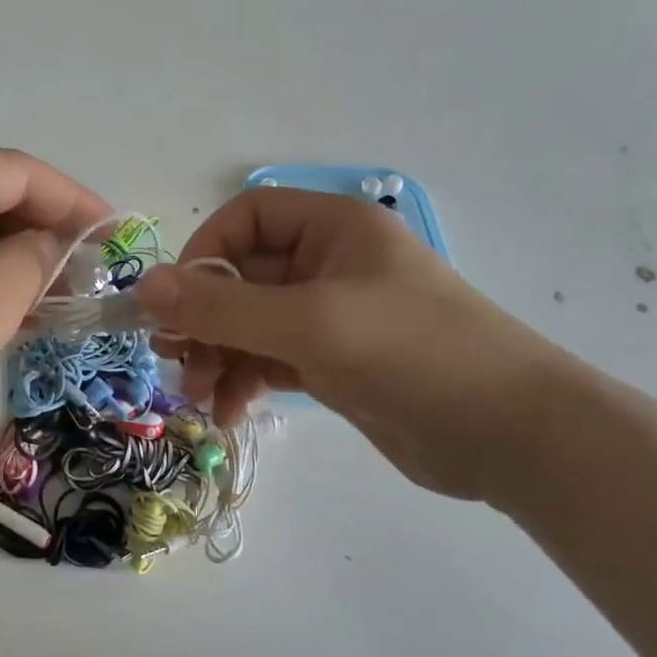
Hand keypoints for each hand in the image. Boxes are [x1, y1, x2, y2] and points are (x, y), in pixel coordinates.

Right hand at [139, 188, 566, 501]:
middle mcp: (327, 264)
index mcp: (332, 228)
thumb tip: (144, 286)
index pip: (246, 218)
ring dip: (217, 357)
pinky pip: (269, 359)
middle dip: (204, 320)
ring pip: (250, 324)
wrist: (512, 437)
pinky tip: (231, 413)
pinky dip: (244, 381)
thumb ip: (222, 306)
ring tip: (201, 398)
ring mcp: (330, 316)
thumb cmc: (411, 353)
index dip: (204, 253)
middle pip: (241, 277)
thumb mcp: (309, 324)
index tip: (178, 302)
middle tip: (175, 361)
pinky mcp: (333, 363)